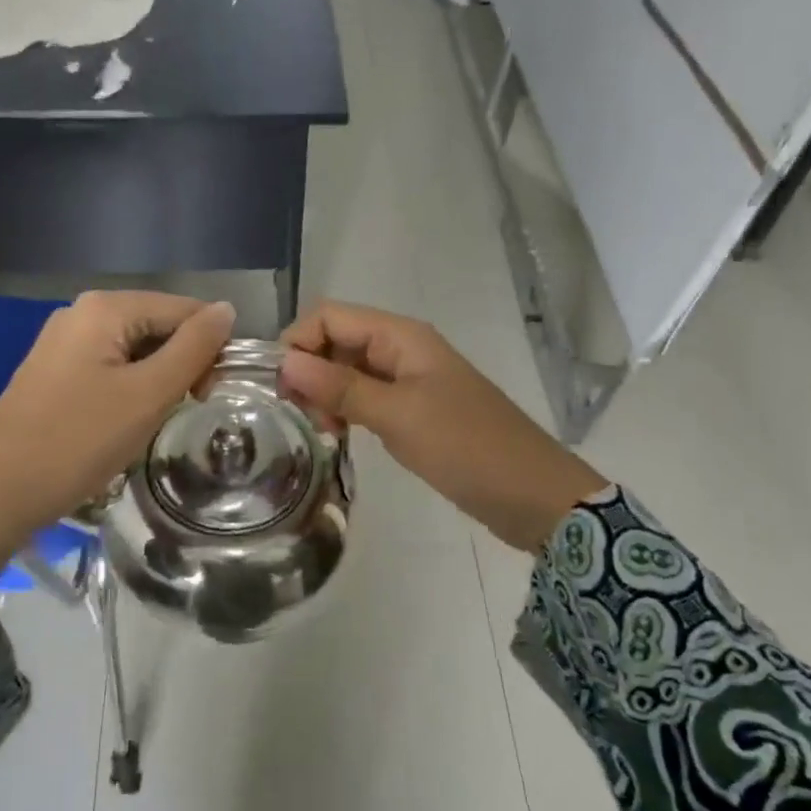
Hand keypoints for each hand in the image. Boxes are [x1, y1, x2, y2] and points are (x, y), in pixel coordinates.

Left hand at [0, 291, 236, 586]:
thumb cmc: (79, 440)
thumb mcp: (148, 394)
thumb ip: (194, 348)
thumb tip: (227, 309)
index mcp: (106, 308)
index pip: (185, 310)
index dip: (209, 349)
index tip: (209, 397)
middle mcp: (82, 312)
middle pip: (158, 326)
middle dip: (182, 365)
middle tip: (184, 410)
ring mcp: (63, 342)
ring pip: (135, 351)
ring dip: (156, 381)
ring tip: (152, 421)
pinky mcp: (53, 372)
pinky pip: (109, 368)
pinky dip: (129, 390)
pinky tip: (123, 422)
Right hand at [278, 301, 606, 551]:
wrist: (532, 494)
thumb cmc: (467, 447)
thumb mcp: (399, 415)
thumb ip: (341, 387)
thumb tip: (285, 362)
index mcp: (402, 336)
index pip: (329, 316)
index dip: (298, 342)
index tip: (278, 388)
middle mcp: (402, 349)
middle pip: (337, 340)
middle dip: (309, 370)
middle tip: (300, 416)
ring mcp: (409, 380)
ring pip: (349, 370)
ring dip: (325, 393)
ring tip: (319, 430)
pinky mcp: (413, 410)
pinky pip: (367, 397)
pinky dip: (346, 410)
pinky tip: (337, 435)